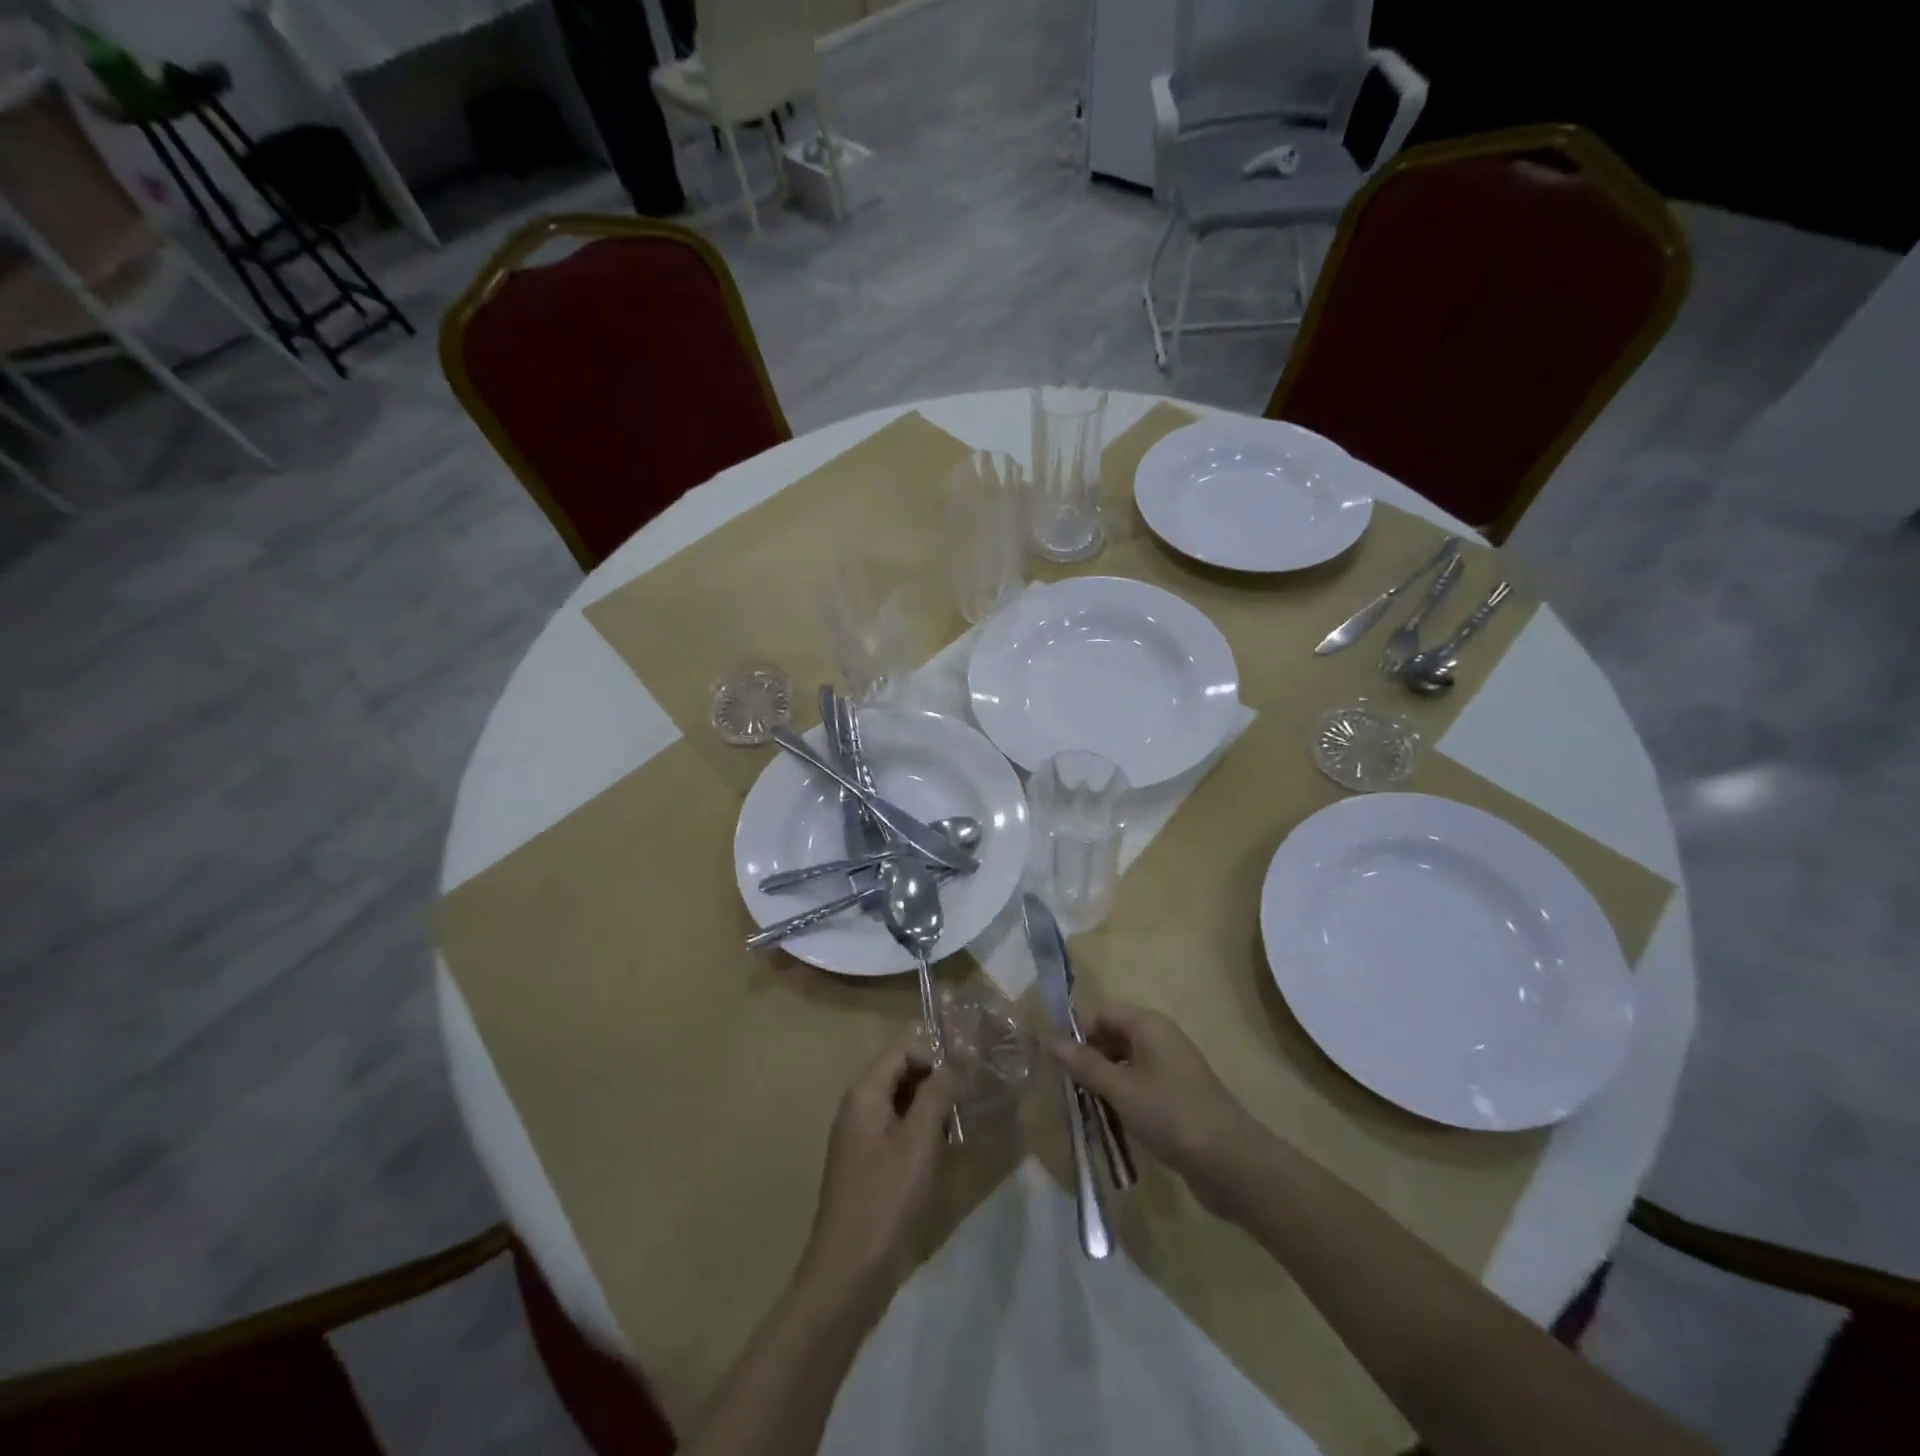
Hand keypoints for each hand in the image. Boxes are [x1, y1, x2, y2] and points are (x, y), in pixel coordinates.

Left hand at [799, 1032, 957, 1302]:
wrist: (849, 1275)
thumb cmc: (886, 1199)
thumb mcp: (919, 1140)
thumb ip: (938, 1091)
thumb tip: (959, 1054)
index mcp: (865, 1092)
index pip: (904, 1048)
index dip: (938, 1051)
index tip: (974, 1065)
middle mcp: (860, 1106)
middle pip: (903, 1072)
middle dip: (939, 1078)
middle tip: (977, 1090)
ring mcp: (862, 1137)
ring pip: (904, 1103)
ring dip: (935, 1106)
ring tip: (969, 1117)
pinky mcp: (870, 1165)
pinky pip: (900, 1131)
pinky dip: (924, 1131)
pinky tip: (950, 1147)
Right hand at [1051, 1004, 1255, 1214]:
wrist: (1229, 1161)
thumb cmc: (1169, 1114)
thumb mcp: (1120, 1089)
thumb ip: (1086, 1065)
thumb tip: (1053, 1041)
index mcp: (1149, 1026)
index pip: (1104, 1015)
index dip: (1080, 1035)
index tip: (1061, 1065)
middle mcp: (1162, 1039)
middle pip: (1115, 1039)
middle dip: (1091, 1061)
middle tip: (1070, 1091)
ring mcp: (1174, 1069)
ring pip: (1128, 1066)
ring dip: (1107, 1084)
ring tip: (1087, 1111)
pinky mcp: (1180, 1097)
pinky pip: (1143, 1088)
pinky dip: (1126, 1100)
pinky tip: (1114, 1124)